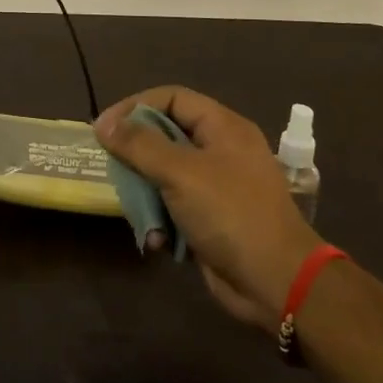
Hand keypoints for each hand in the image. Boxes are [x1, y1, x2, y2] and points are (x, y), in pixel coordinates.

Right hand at [95, 88, 319, 332]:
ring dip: (146, 194)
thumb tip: (104, 124)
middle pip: (165, 136)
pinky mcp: (211, 219)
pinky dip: (161, 220)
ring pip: (165, 174)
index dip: (135, 106)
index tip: (104, 128)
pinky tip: (157, 240)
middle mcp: (221, 151)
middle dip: (137, 154)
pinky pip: (175, 206)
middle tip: (112, 168)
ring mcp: (217, 187)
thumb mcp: (181, 173)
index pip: (171, 98)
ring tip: (135, 210)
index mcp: (223, 128)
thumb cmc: (231, 215)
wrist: (278, 284)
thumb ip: (140, 145)